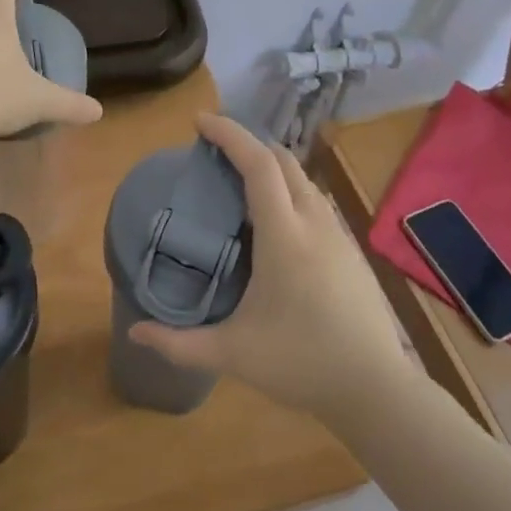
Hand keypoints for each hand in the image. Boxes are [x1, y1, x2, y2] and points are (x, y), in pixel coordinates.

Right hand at [128, 114, 409, 419]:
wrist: (375, 388)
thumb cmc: (302, 363)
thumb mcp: (232, 355)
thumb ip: (179, 343)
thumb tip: (135, 330)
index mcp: (284, 236)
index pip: (258, 165)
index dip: (229, 134)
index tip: (199, 122)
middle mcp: (314, 222)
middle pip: (283, 160)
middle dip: (248, 144)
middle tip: (214, 152)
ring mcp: (338, 234)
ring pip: (303, 179)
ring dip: (272, 167)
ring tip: (240, 183)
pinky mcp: (351, 250)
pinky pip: (316, 201)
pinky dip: (290, 190)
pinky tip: (276, 222)